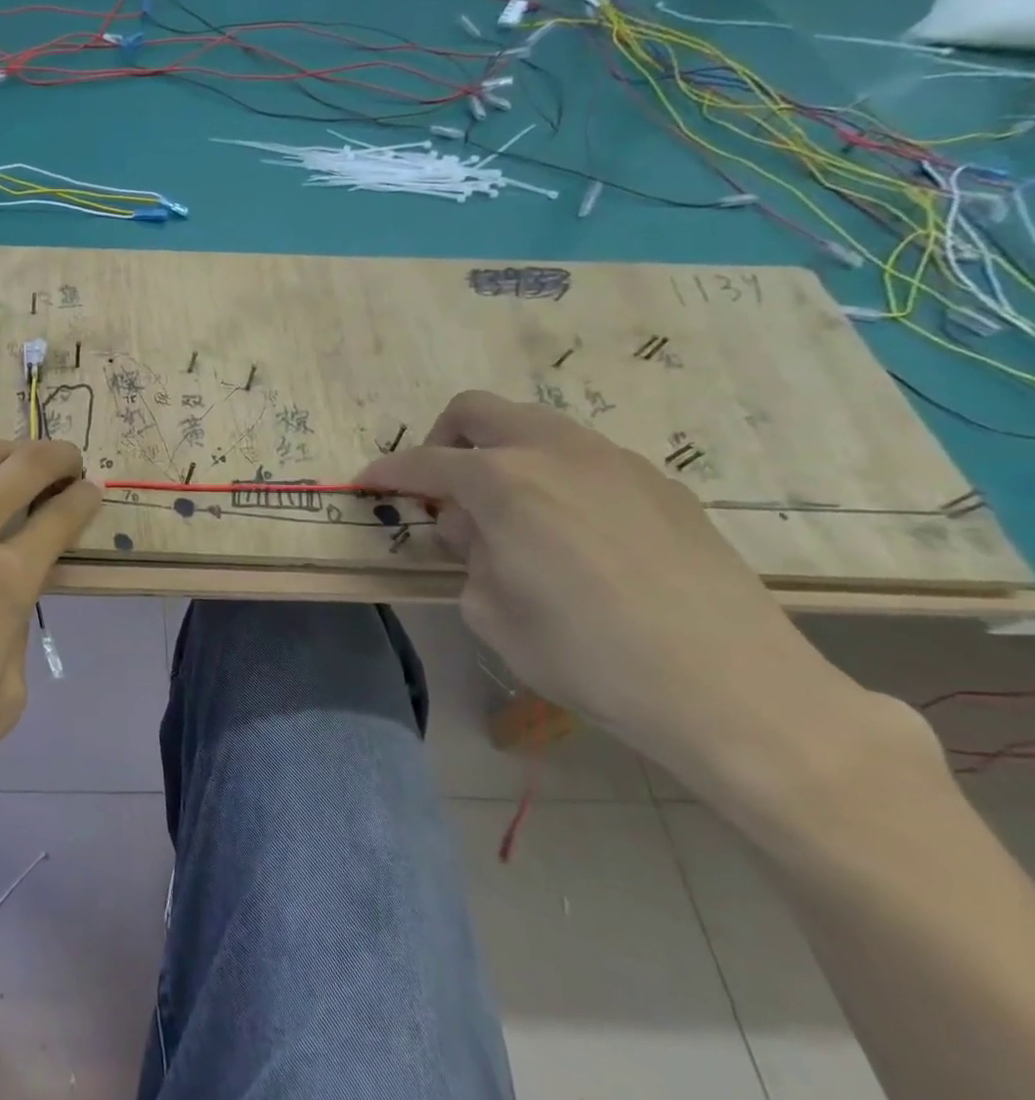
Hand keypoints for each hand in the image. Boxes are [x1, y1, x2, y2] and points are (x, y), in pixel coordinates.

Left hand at [0, 437, 98, 863]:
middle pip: (26, 462)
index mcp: (4, 582)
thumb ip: (16, 634)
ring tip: (7, 471)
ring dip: (4, 455)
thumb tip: (7, 596)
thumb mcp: (1, 705)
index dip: (87, 498)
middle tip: (67, 466)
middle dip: (59, 456)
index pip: (63, 515)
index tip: (91, 495)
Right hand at [357, 391, 844, 768]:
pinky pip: (584, 457)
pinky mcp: (660, 482)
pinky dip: (554, 474)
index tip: (369, 483)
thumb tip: (477, 530)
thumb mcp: (491, 613)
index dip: (387, 472)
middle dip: (443, 440)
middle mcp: (553, 452)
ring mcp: (613, 460)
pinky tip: (573, 533)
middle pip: (477, 411)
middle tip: (443, 490)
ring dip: (501, 453)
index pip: (423, 462)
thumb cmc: (587, 656)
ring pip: (535, 426)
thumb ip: (469, 556)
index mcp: (502, 482)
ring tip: (510, 513)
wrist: (731, 688)